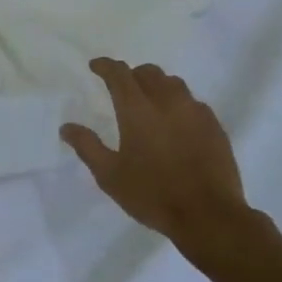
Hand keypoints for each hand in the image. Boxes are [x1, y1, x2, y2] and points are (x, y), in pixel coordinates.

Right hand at [61, 58, 277, 263]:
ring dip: (157, 85)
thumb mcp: (110, 175)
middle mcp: (167, 101)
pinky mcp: (215, 126)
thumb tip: (67, 127)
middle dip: (132, 74)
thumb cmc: (153, 194)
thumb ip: (87, 146)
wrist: (209, 216)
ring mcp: (195, 112)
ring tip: (150, 102)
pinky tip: (177, 123)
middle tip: (122, 88)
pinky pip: (193, 102)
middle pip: (149, 72)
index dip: (105, 66)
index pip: (119, 73)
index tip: (96, 66)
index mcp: (137, 109)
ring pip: (174, 84)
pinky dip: (179, 103)